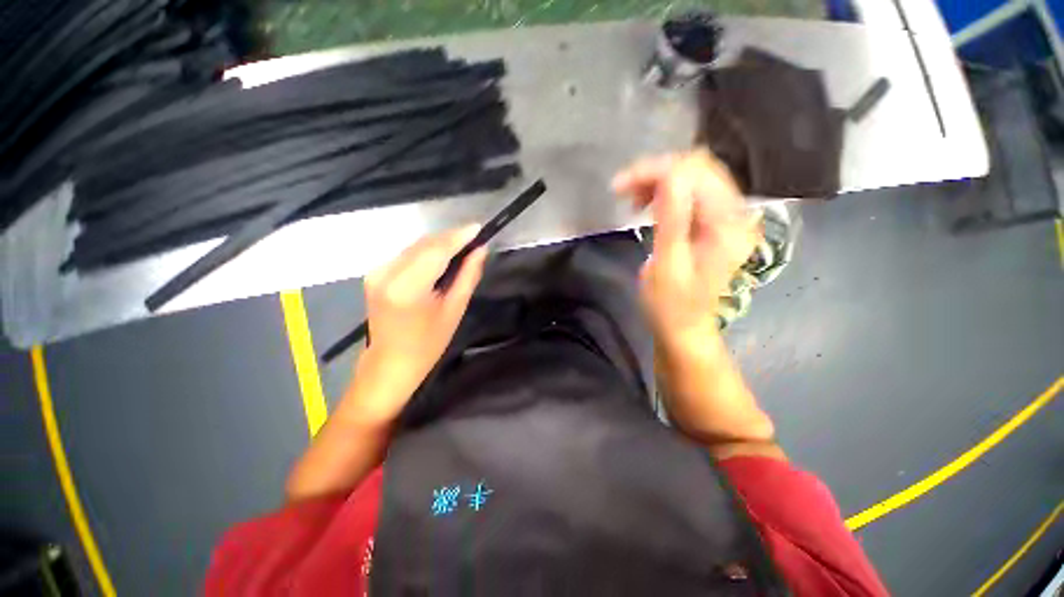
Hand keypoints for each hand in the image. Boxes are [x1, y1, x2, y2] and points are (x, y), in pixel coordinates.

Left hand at [355, 225, 485, 422]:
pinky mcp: (374, 273)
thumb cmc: (428, 343)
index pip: (436, 250)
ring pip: (415, 246)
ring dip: (439, 244)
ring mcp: (376, 272)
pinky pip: (406, 255)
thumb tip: (480, 250)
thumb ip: (468, 276)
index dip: (459, 236)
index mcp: (407, 287)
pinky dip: (426, 252)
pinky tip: (441, 258)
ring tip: (462, 248)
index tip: (479, 228)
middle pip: (424, 244)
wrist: (390, 363)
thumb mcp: (454, 310)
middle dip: (451, 238)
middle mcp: (386, 273)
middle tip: (474, 239)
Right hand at [612, 150, 760, 353]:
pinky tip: (648, 206)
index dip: (658, 171)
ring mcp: (728, 218)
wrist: (684, 328)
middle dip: (657, 172)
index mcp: (727, 227)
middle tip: (624, 190)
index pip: (697, 173)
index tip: (621, 185)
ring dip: (660, 181)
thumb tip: (669, 176)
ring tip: (633, 199)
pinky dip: (666, 193)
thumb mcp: (667, 266)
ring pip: (695, 177)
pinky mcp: (715, 223)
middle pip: (699, 169)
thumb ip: (672, 220)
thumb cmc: (670, 306)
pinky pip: (692, 193)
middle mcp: (736, 215)